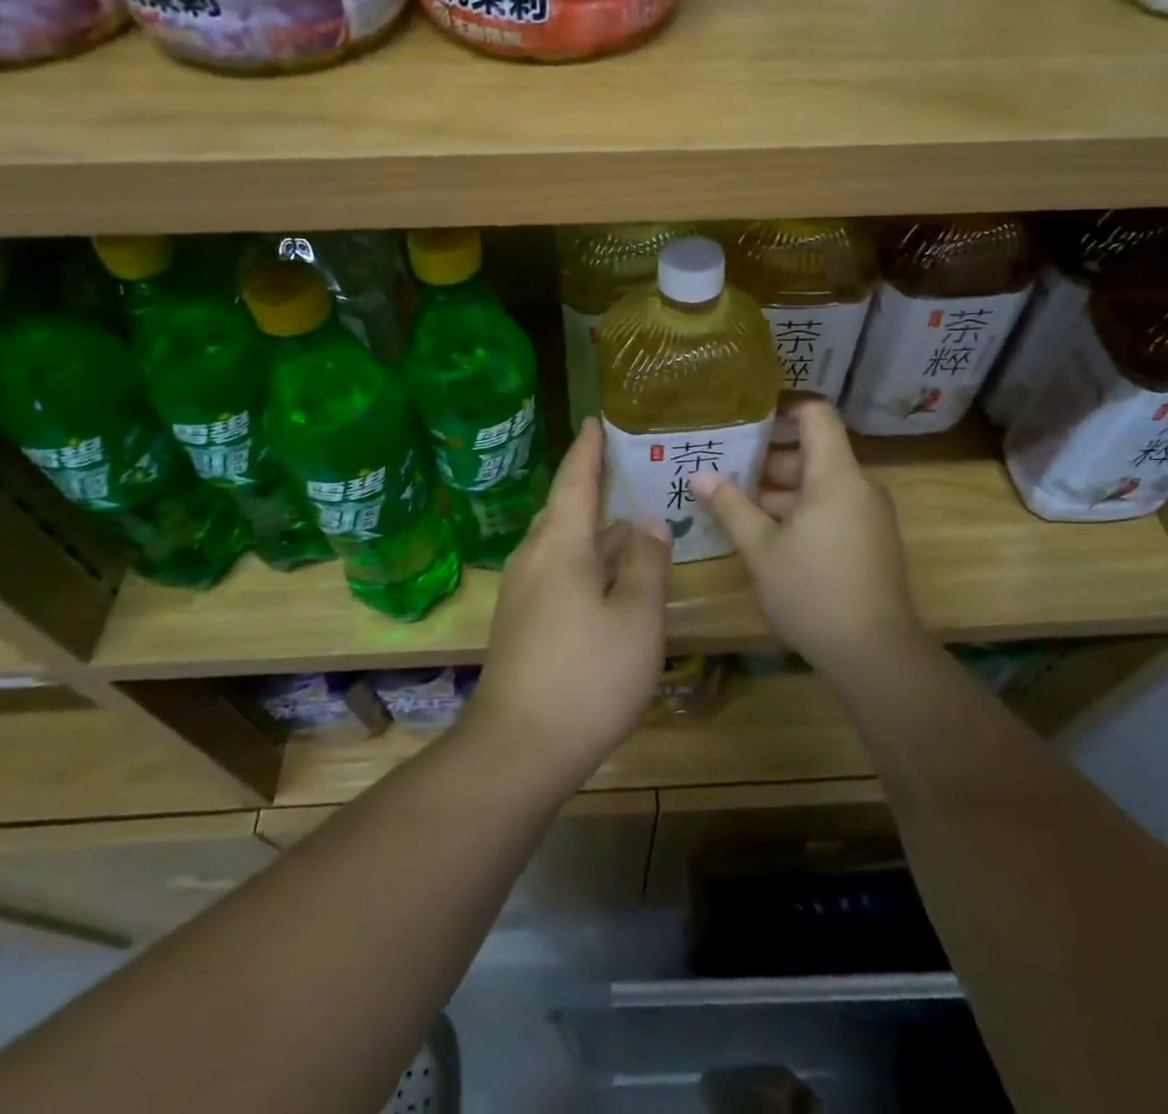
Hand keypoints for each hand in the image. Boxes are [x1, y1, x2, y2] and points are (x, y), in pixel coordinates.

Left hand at [467, 420, 670, 784]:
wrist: (519, 747)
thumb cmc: (587, 675)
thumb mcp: (637, 618)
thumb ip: (647, 564)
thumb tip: (648, 523)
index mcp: (560, 546)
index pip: (575, 480)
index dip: (587, 449)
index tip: (595, 420)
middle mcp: (533, 559)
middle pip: (562, 509)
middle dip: (589, 487)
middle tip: (624, 469)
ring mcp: (521, 593)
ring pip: (558, 543)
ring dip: (589, 528)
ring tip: (625, 523)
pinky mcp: (520, 622)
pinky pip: (554, 570)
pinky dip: (581, 559)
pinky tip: (605, 578)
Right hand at [692, 400, 920, 676]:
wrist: (876, 654)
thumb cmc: (813, 592)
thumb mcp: (761, 549)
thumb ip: (731, 507)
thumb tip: (698, 475)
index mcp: (836, 476)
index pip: (816, 414)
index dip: (782, 407)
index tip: (743, 414)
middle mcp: (857, 487)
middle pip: (812, 451)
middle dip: (766, 457)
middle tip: (721, 463)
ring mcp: (866, 515)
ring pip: (818, 484)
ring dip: (777, 489)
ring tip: (730, 498)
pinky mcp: (868, 541)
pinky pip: (829, 508)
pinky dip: (797, 510)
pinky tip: (761, 531)